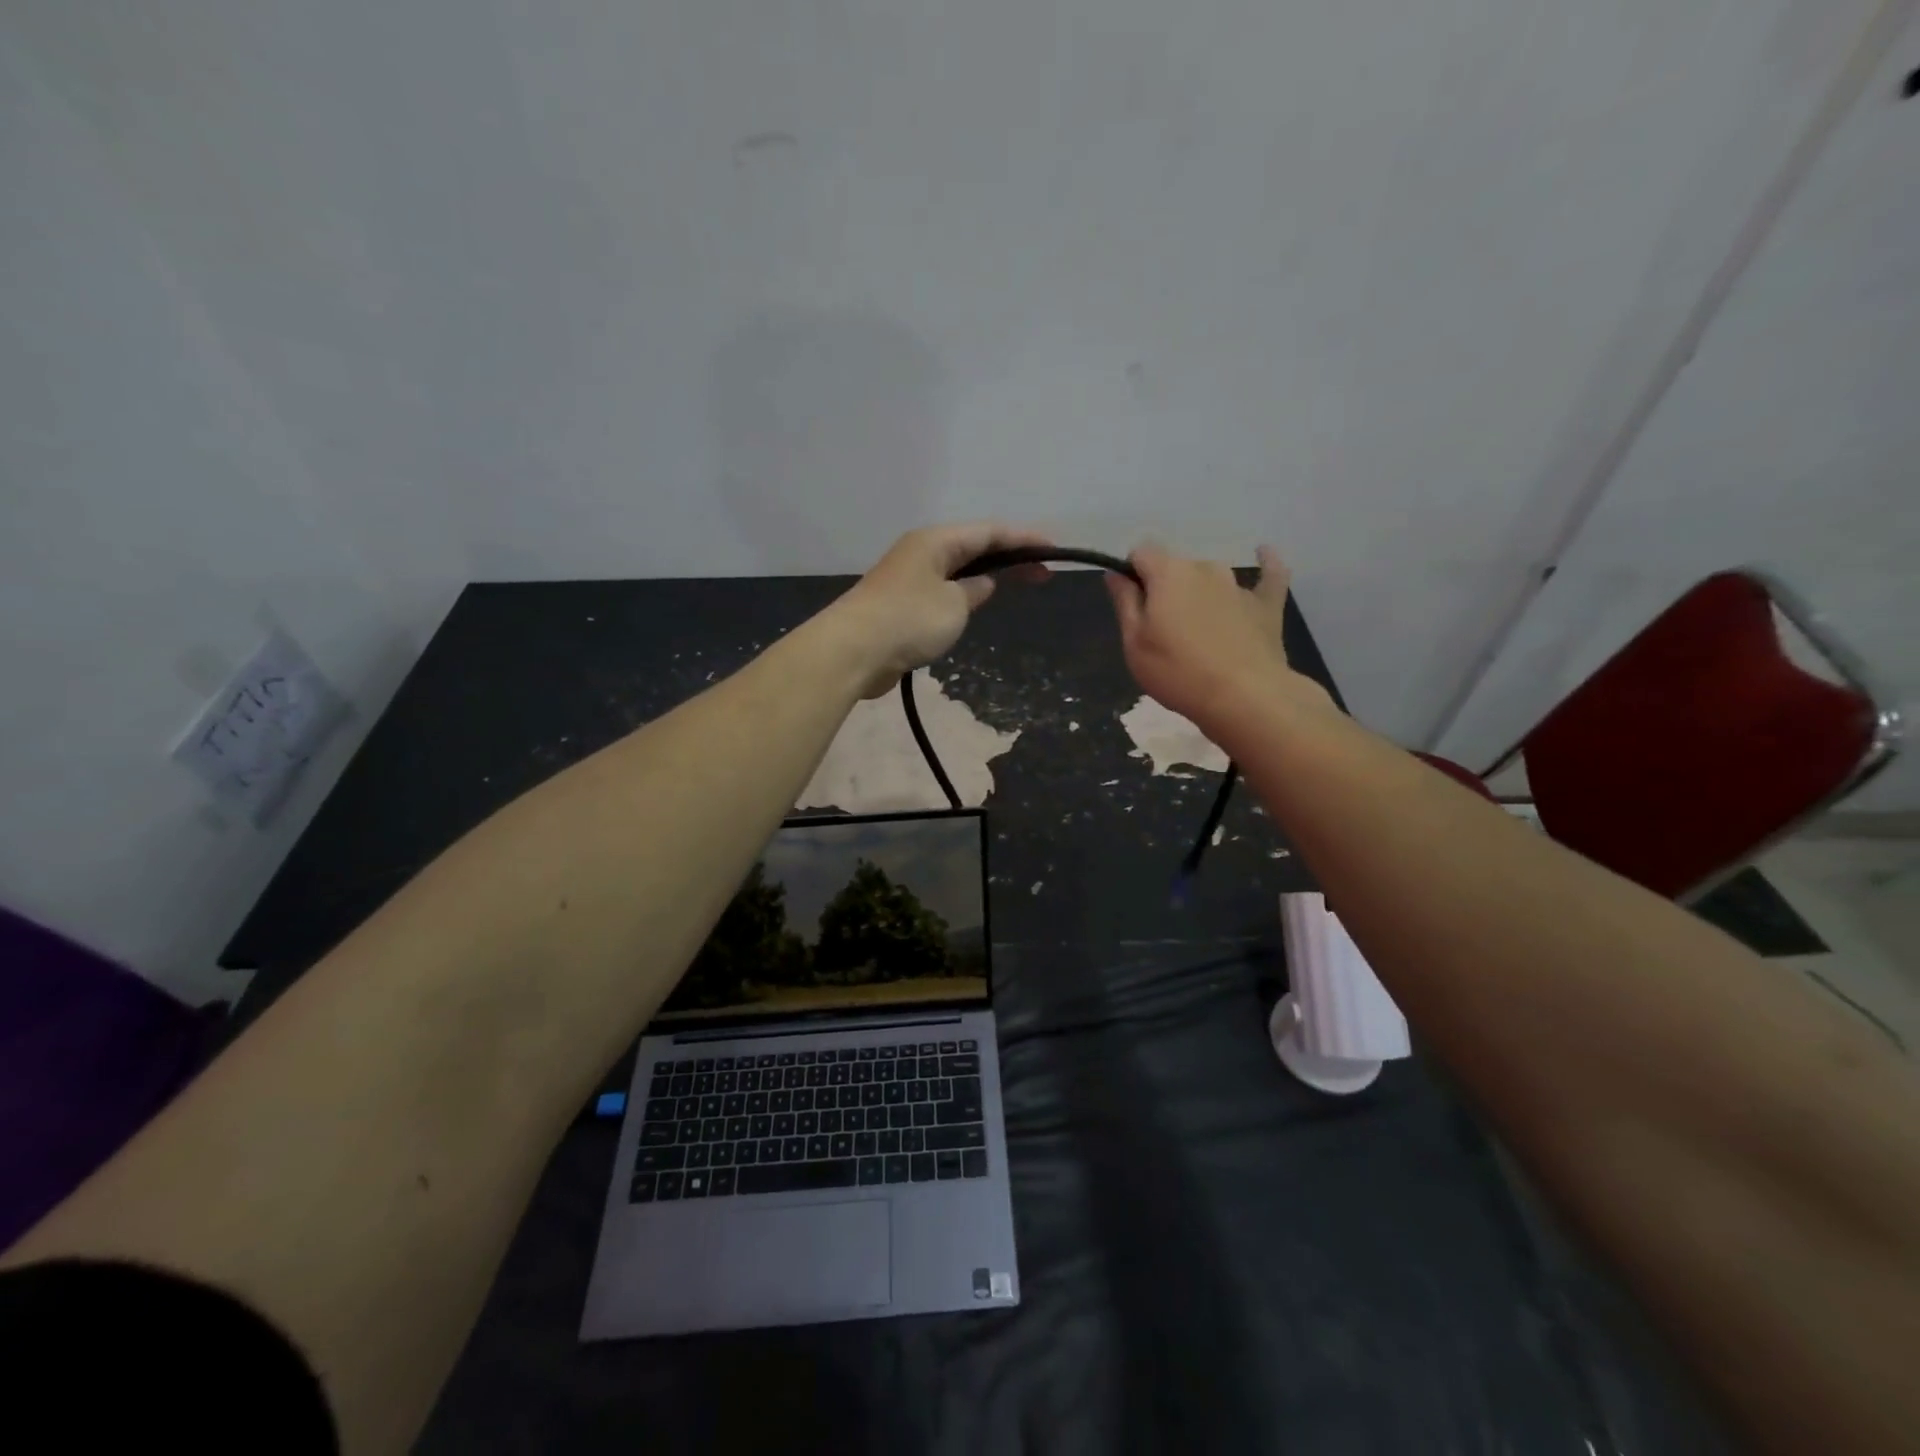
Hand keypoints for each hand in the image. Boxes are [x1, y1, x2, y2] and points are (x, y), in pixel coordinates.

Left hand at [829, 523, 1052, 697]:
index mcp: (936, 541)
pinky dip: (965, 593)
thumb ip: (975, 590)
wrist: (852, 651)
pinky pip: (943, 590)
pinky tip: (977, 603)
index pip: (989, 532)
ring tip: (1017, 583)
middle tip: (1044, 572)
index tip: (1053, 549)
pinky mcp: (901, 604)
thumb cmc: (908, 620)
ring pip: (957, 569)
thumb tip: (983, 583)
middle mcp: (921, 552)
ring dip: (987, 574)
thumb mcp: (954, 605)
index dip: (1024, 539)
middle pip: (974, 547)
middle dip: (1010, 556)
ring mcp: (909, 577)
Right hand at [1106, 543, 1324, 729]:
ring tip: (1198, 629)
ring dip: (1199, 593)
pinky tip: (1264, 554)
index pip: (1142, 553)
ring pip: (1210, 577)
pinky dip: (1266, 563)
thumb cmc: (1177, 672)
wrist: (1244, 697)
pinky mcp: (1267, 604)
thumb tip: (1116, 573)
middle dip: (1165, 590)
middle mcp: (1205, 568)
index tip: (1131, 605)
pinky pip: (1269, 574)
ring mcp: (1239, 585)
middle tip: (1162, 631)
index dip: (1132, 574)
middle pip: (1176, 567)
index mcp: (1168, 573)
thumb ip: (1125, 602)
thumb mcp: (1135, 642)